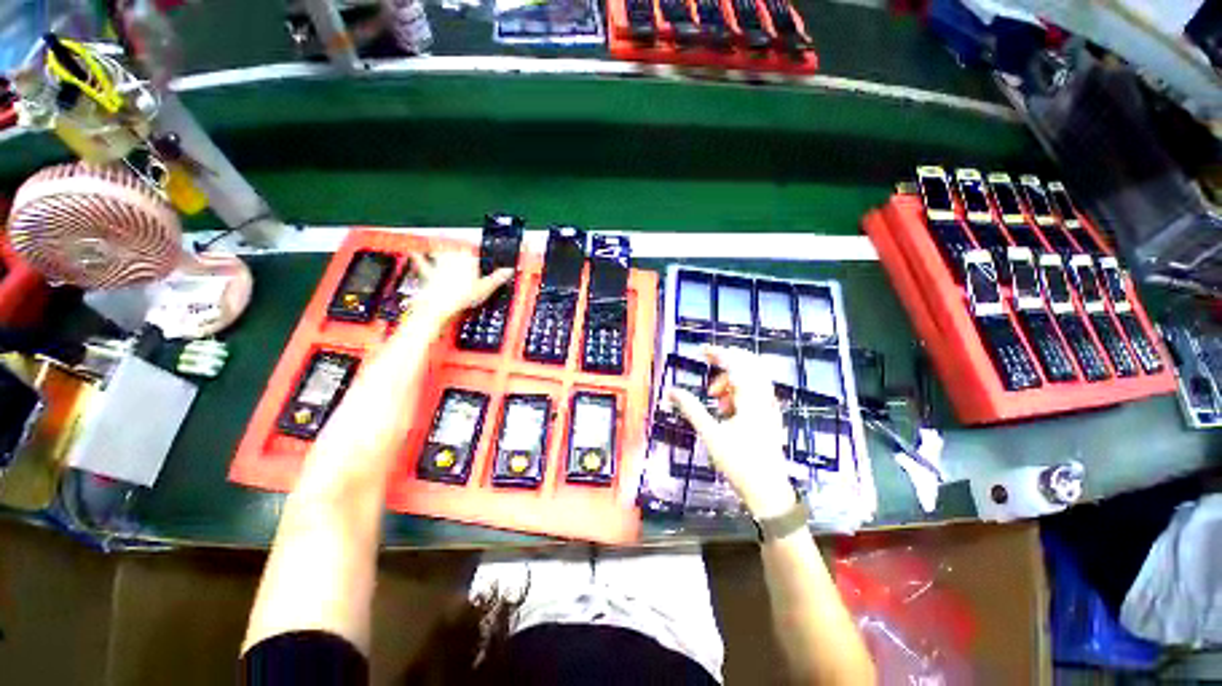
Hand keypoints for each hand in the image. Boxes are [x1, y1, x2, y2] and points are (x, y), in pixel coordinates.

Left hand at [408, 251, 512, 326]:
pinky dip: (418, 256)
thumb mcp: (486, 288)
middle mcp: (453, 256)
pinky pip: (421, 261)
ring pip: (441, 250)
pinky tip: (414, 251)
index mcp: (469, 257)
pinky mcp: (427, 272)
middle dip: (462, 248)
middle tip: (467, 250)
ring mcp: (439, 263)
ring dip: (442, 246)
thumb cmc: (461, 296)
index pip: (477, 251)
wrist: (438, 305)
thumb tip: (509, 271)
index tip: (485, 260)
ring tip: (444, 241)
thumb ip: (498, 277)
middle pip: (459, 248)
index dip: (482, 256)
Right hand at [668, 346, 796, 519]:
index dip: (719, 353)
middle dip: (728, 361)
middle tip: (709, 365)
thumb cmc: (739, 463)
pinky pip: (756, 390)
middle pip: (750, 364)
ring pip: (753, 378)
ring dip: (733, 378)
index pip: (737, 364)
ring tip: (715, 396)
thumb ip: (692, 409)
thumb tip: (671, 390)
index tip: (701, 350)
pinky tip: (727, 408)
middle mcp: (765, 398)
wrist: (769, 493)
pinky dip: (740, 389)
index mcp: (752, 399)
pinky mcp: (770, 416)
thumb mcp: (711, 434)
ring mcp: (770, 407)